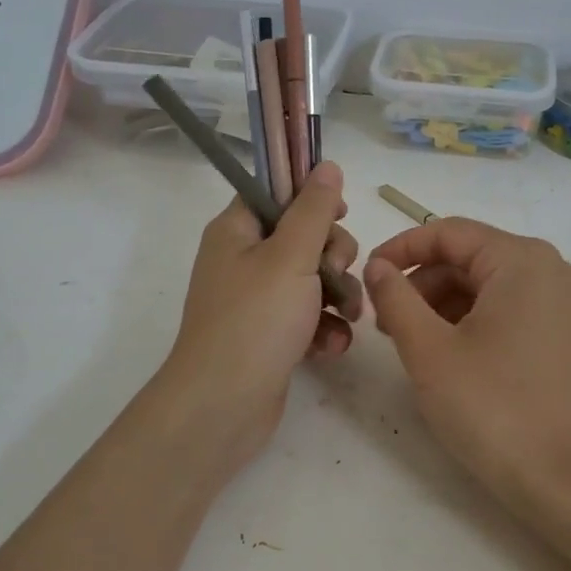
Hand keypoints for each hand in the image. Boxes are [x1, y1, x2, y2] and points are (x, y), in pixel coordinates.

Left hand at [157, 162, 360, 476]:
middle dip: (333, 256)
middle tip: (334, 275)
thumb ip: (314, 210)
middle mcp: (243, 260)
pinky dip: (324, 327)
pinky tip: (332, 346)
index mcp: (237, 231)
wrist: (224, 405)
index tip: (340, 214)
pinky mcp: (271, 334)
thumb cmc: (256, 320)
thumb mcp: (291, 256)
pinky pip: (308, 316)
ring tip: (346, 318)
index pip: (276, 193)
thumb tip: (326, 165)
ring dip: (338, 295)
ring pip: (313, 278)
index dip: (311, 198)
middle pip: (303, 236)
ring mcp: (257, 300)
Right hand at [363, 218, 570, 531]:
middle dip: (420, 282)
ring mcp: (558, 302)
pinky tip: (443, 354)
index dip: (400, 249)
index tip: (365, 277)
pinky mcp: (560, 333)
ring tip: (408, 342)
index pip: (447, 232)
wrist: (568, 481)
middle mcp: (546, 269)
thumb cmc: (493, 408)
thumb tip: (378, 266)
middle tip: (383, 321)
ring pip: (484, 284)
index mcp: (520, 259)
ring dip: (440, 303)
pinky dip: (468, 320)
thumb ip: (396, 298)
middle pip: (467, 256)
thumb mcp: (429, 351)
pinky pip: (504, 308)